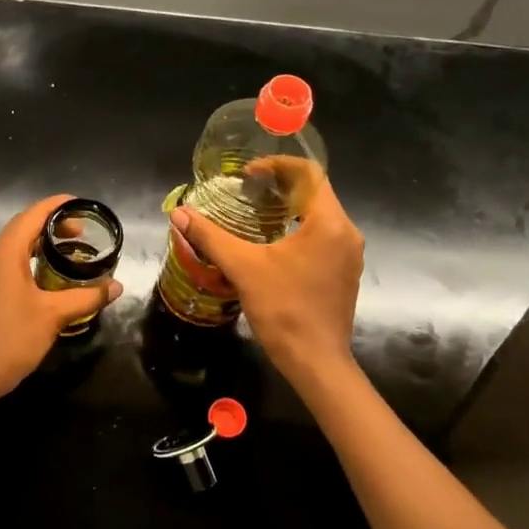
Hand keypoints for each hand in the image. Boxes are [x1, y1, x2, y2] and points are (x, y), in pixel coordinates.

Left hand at [0, 195, 122, 399]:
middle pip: (24, 228)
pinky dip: (34, 260)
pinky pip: (13, 264)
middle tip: (83, 231)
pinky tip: (53, 277)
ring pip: (18, 247)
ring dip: (43, 243)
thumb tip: (116, 286)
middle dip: (53, 224)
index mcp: (6, 254)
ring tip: (72, 251)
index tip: (80, 202)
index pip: (32, 215)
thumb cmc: (13, 337)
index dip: (56, 205)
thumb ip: (86, 297)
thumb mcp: (54, 314)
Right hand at [170, 160, 362, 383]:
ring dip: (290, 208)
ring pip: (320, 216)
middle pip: (316, 192)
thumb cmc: (284, 310)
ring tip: (256, 213)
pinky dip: (299, 229)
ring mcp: (349, 255)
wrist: (316, 362)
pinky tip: (273, 244)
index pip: (309, 173)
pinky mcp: (344, 273)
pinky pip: (323, 237)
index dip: (277, 165)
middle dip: (281, 186)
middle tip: (247, 190)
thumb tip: (179, 214)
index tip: (248, 173)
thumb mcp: (243, 268)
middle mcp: (346, 232)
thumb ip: (210, 237)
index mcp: (329, 223)